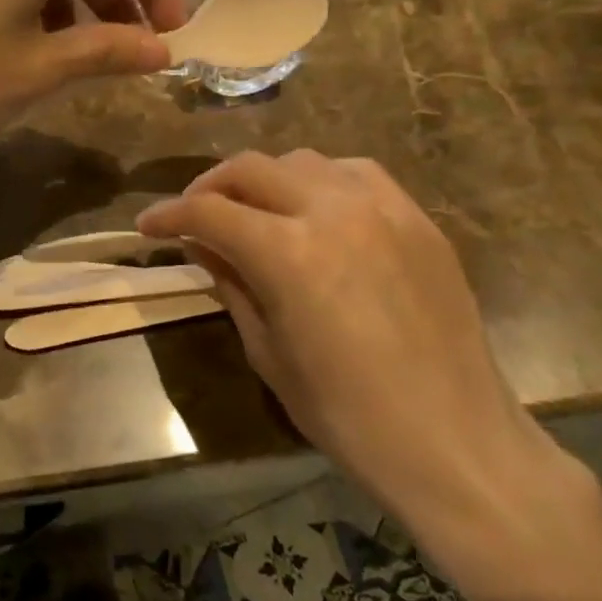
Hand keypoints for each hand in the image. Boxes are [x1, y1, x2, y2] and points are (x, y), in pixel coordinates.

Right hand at [136, 151, 601, 600]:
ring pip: (304, 161)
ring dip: (266, 179)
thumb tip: (202, 247)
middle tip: (193, 213)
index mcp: (288, 253)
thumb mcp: (269, 354)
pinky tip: (316, 210)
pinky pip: (357, 174)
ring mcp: (382, 207)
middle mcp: (332, 211)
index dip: (169, 215)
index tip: (148, 226)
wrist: (453, 440)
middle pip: (252, 169)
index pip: (209, 211)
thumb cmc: (347, 415)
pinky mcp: (417, 218)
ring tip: (254, 210)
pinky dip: (321, 181)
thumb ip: (232, 286)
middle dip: (210, 186)